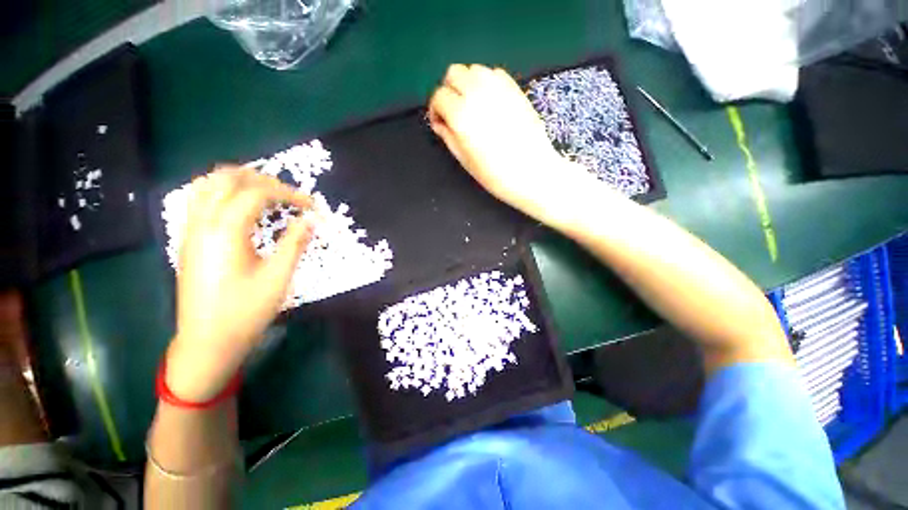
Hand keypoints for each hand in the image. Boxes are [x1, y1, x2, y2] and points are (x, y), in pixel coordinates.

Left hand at [166, 167, 314, 401]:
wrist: (207, 341)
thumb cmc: (245, 311)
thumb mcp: (278, 277)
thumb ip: (295, 243)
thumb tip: (312, 220)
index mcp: (225, 231)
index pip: (257, 193)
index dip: (288, 194)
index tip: (312, 205)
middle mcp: (202, 223)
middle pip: (227, 178)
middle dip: (263, 179)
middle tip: (289, 195)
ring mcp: (190, 230)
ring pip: (208, 184)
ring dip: (239, 181)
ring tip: (267, 194)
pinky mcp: (189, 240)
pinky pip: (200, 200)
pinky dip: (222, 192)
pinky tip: (240, 207)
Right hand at [428, 64, 592, 220]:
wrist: (532, 172)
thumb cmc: (495, 174)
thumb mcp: (465, 160)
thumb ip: (448, 136)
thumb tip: (440, 123)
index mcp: (461, 115)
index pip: (439, 96)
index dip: (436, 109)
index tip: (440, 123)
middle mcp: (477, 93)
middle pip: (454, 73)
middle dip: (449, 90)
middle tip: (454, 112)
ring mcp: (498, 87)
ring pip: (474, 69)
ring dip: (467, 84)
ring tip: (472, 106)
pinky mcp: (515, 88)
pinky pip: (494, 73)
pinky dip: (486, 82)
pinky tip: (490, 102)